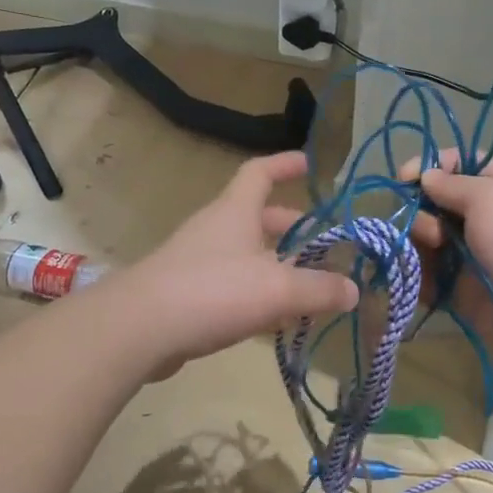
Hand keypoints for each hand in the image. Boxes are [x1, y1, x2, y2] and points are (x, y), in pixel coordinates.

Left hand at [123, 151, 358, 379]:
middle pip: (257, 217)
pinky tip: (275, 320)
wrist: (139, 328)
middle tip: (322, 245)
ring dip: (277, 265)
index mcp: (235, 211)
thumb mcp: (277, 288)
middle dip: (291, 227)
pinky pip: (231, 285)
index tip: (310, 164)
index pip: (260, 172)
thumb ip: (319, 288)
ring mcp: (197, 261)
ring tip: (307, 287)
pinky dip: (257, 293)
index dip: (285, 164)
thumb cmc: (212, 291)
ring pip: (246, 254)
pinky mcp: (187, 294)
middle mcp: (215, 229)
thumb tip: (353, 290)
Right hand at [405, 154, 492, 383]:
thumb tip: (426, 176)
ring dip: (414, 246)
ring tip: (423, 261)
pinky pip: (427, 279)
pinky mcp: (460, 293)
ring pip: (426, 242)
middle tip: (430, 232)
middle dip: (419, 212)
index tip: (404, 179)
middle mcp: (484, 220)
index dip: (430, 166)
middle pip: (435, 203)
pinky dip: (414, 279)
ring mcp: (471, 258)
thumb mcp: (492, 199)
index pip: (459, 164)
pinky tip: (411, 282)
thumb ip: (453, 184)